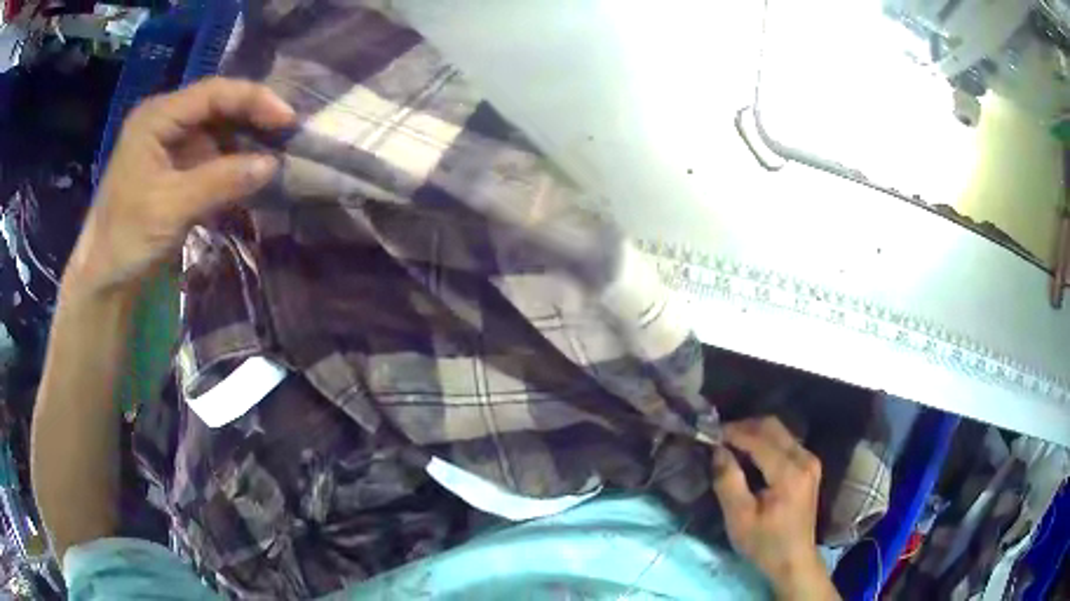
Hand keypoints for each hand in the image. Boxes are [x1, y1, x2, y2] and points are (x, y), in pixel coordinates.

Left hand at [66, 77, 294, 294]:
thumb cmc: (128, 237)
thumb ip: (221, 181)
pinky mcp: (173, 164)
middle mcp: (164, 120)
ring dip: (244, 137)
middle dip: (252, 116)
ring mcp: (168, 142)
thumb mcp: (172, 208)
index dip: (253, 99)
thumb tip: (272, 164)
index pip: (213, 93)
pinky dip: (231, 159)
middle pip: (216, 105)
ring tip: (275, 150)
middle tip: (286, 133)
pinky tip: (249, 170)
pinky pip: (209, 151)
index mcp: (156, 117)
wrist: (105, 276)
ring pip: (215, 127)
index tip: (287, 118)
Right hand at [711, 417, 839, 600]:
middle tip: (718, 437)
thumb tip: (717, 450)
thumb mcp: (739, 518)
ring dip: (754, 433)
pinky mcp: (809, 465)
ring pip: (779, 431)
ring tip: (730, 445)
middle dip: (743, 427)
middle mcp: (804, 458)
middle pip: (772, 426)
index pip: (758, 439)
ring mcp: (810, 460)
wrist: (794, 560)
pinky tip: (749, 454)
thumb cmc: (764, 543)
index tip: (708, 433)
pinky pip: (785, 441)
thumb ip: (728, 481)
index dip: (732, 433)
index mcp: (789, 473)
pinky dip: (765, 441)